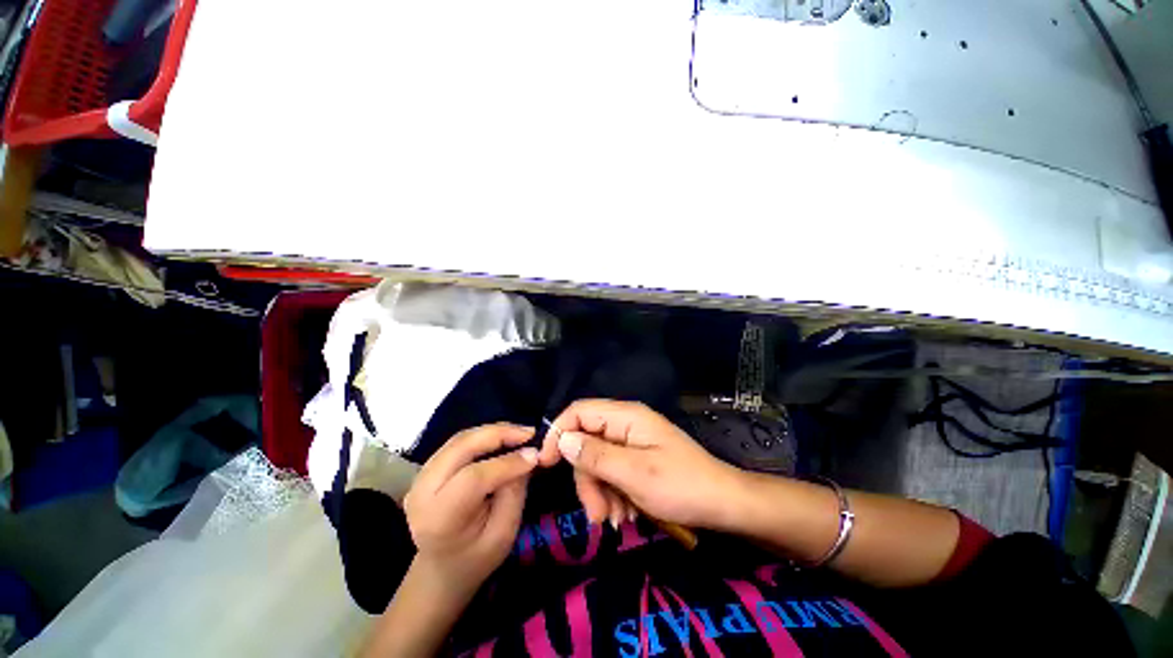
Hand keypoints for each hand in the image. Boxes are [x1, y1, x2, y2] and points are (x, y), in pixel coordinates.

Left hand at [403, 423, 537, 596]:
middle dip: (499, 434)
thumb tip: (528, 454)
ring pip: (460, 439)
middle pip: (462, 447)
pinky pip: (458, 442)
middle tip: (529, 433)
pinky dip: (483, 435)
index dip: (507, 462)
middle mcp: (422, 492)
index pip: (472, 478)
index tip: (535, 454)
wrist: (442, 567)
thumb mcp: (504, 533)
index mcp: (439, 518)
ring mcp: (420, 477)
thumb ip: (515, 491)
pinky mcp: (427, 468)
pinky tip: (502, 437)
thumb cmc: (476, 557)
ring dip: (492, 431)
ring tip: (519, 433)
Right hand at [541, 399, 745, 530]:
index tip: (544, 464)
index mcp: (625, 416)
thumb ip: (595, 455)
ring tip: (614, 520)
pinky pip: (612, 472)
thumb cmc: (681, 485)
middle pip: (586, 442)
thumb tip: (562, 440)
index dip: (558, 433)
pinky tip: (625, 515)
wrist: (723, 504)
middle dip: (586, 479)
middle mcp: (625, 424)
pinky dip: (613, 494)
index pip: (579, 411)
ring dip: (600, 492)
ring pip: (597, 461)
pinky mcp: (636, 458)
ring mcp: (631, 442)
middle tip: (596, 515)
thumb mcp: (634, 473)